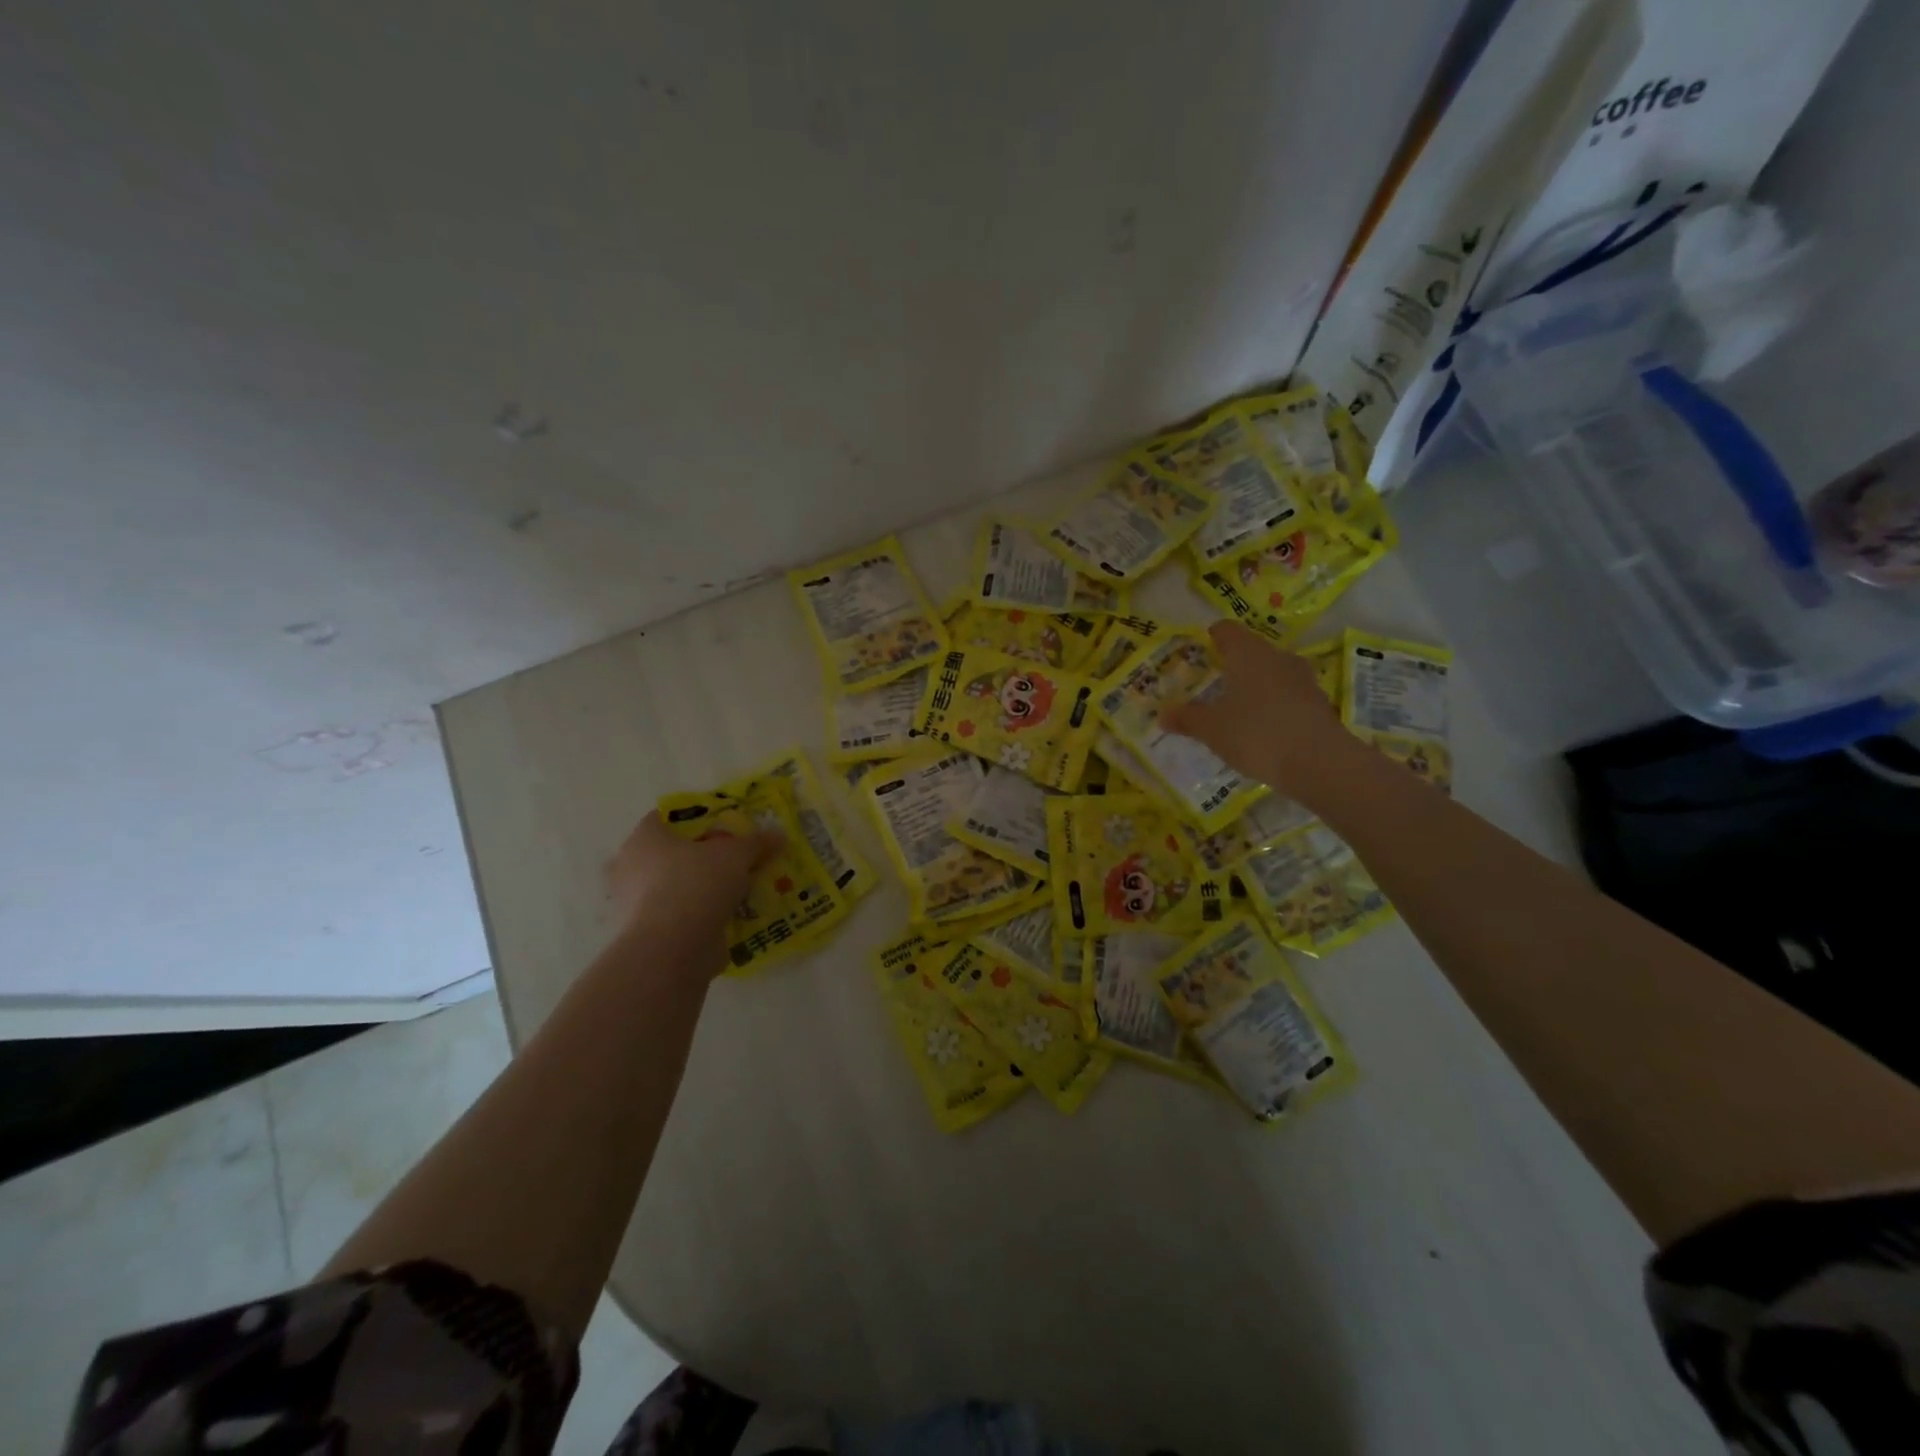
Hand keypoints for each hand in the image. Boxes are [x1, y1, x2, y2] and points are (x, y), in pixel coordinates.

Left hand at [602, 811, 779, 965]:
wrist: (671, 950)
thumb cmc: (696, 884)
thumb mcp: (736, 855)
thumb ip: (756, 843)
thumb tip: (778, 835)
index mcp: (644, 839)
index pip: (665, 818)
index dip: (695, 820)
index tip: (723, 829)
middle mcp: (631, 869)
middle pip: (671, 855)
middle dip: (701, 859)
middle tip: (732, 862)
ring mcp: (635, 906)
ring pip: (675, 889)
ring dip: (702, 891)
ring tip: (737, 893)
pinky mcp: (647, 936)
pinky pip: (679, 918)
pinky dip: (699, 918)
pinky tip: (729, 919)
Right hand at [1161, 622, 1358, 800]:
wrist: (1319, 763)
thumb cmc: (1255, 734)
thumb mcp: (1211, 729)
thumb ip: (1186, 719)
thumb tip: (1162, 715)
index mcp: (1248, 654)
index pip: (1227, 630)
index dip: (1213, 636)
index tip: (1203, 646)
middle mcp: (1277, 658)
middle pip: (1253, 650)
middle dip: (1235, 662)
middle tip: (1216, 680)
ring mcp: (1303, 680)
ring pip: (1273, 672)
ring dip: (1257, 684)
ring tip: (1239, 705)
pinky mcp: (1318, 704)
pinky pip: (1289, 695)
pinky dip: (1275, 704)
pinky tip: (1264, 726)